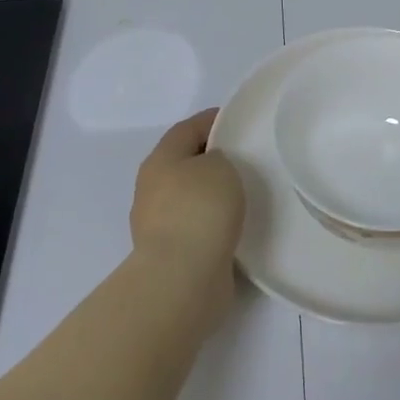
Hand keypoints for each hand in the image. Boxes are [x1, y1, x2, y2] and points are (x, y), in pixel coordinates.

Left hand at [129, 110, 245, 326]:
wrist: (182, 280)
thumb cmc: (200, 209)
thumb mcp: (220, 165)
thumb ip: (219, 157)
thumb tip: (212, 169)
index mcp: (160, 159)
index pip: (188, 128)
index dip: (213, 120)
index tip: (240, 122)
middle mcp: (153, 188)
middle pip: (186, 162)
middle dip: (213, 158)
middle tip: (247, 158)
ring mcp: (159, 224)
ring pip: (191, 197)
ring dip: (213, 194)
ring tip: (247, 194)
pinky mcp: (172, 254)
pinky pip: (197, 227)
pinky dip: (214, 223)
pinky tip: (237, 225)